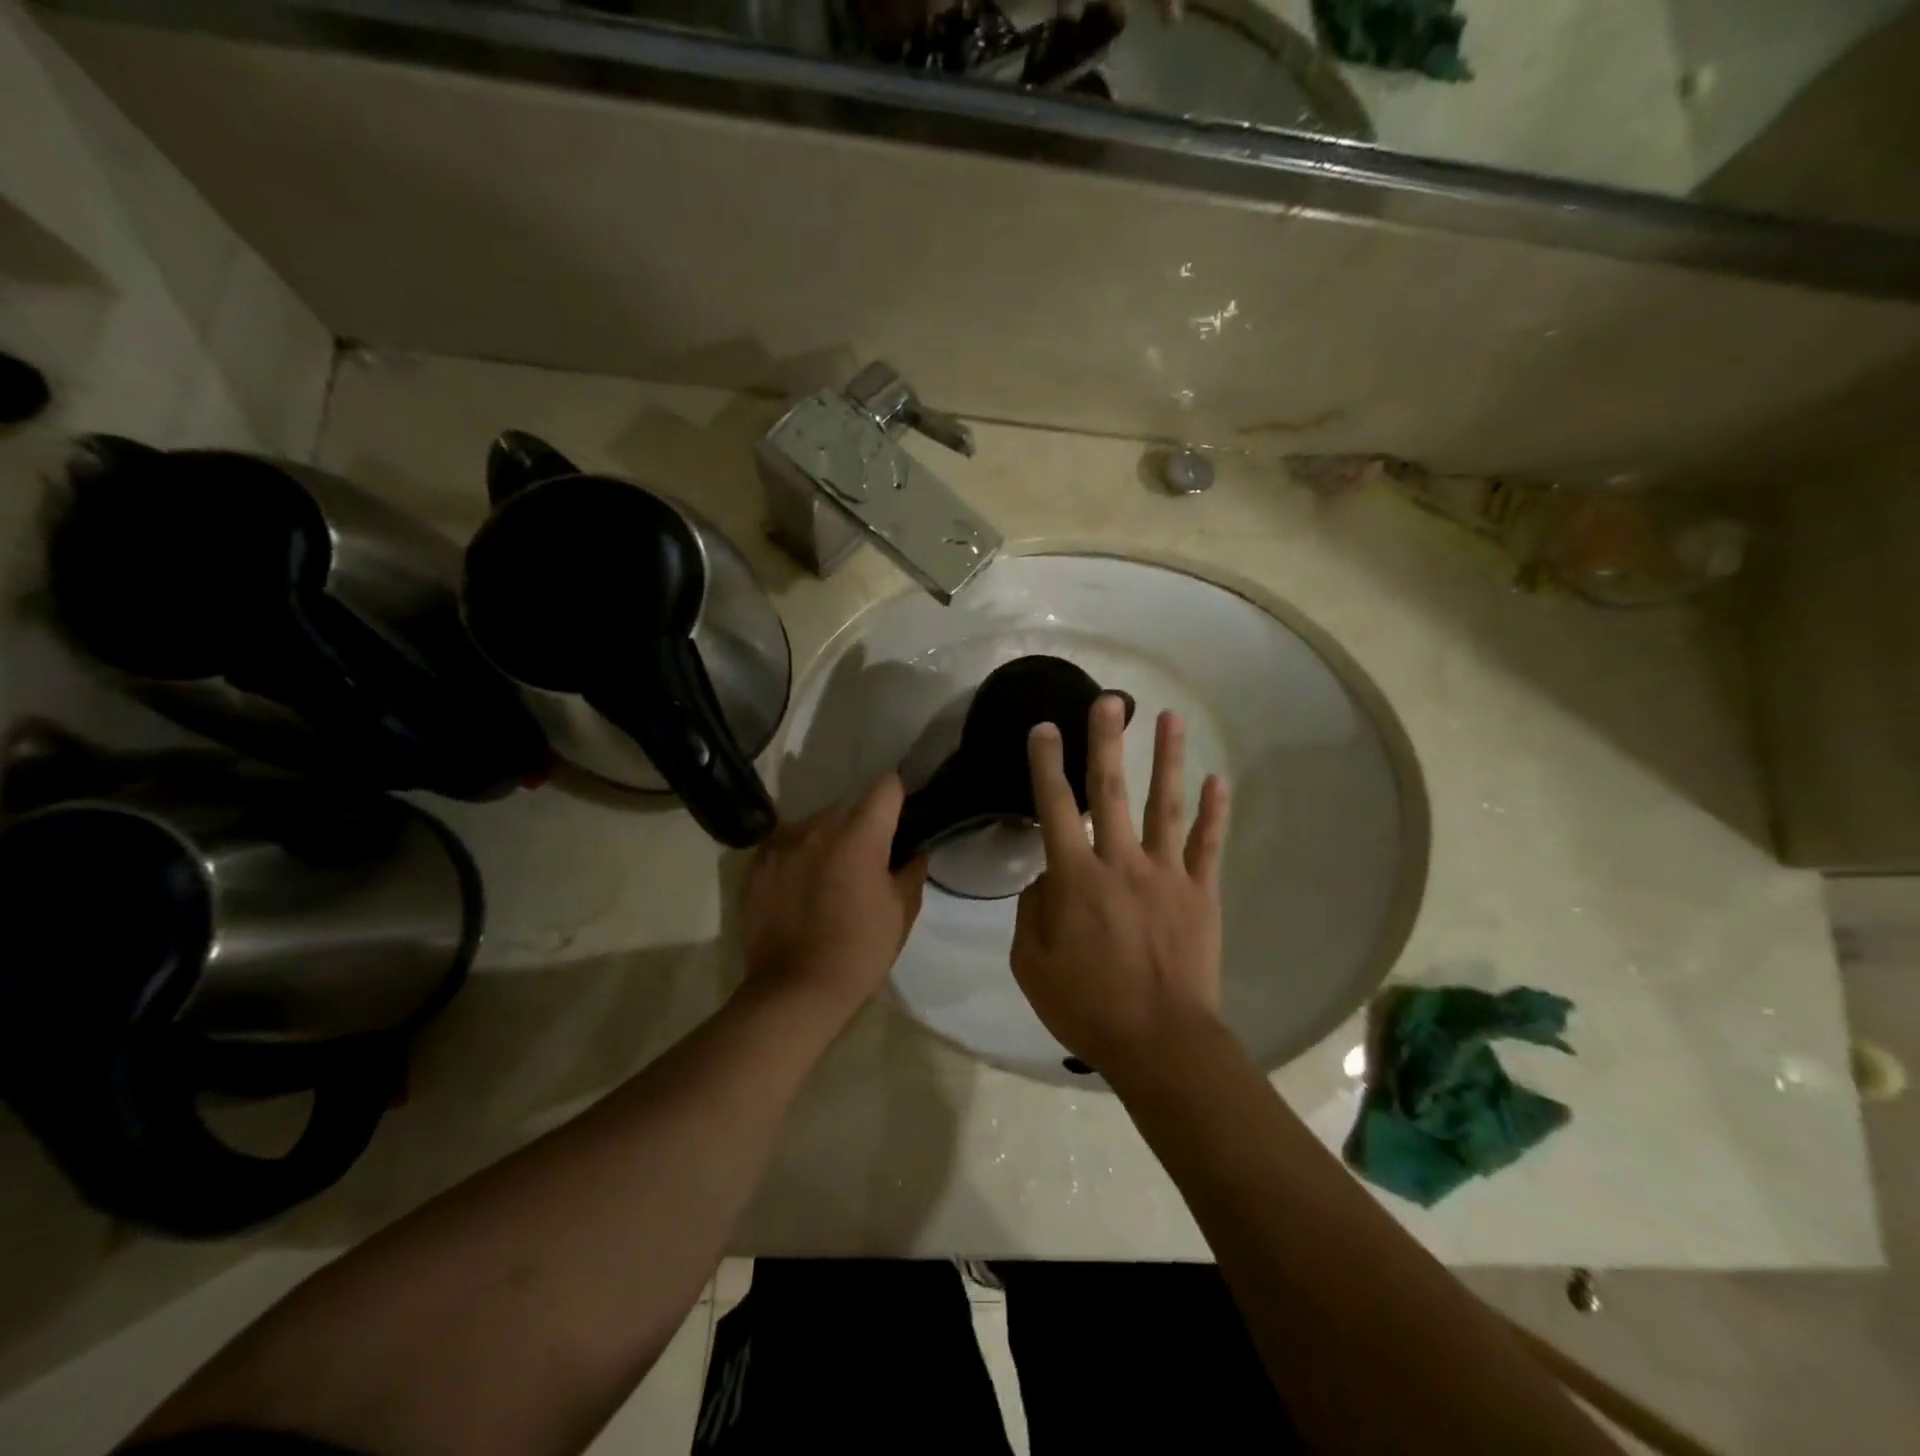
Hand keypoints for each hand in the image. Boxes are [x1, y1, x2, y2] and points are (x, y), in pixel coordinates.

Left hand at [741, 774, 928, 1022]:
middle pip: (848, 804)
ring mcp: (782, 844)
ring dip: (828, 838)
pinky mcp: (756, 865)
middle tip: (869, 858)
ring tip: (831, 874)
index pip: (885, 786)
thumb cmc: (859, 952)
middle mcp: (817, 828)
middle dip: (862, 823)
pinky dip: (798, 855)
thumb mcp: (901, 913)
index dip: (898, 797)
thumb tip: (915, 850)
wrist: (794, 991)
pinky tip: (801, 886)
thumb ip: (912, 870)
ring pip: (814, 822)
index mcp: (859, 836)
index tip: (901, 820)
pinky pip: (785, 843)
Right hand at [1010, 697, 1228, 1071]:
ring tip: (1171, 718)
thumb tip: (1045, 877)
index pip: (1055, 808)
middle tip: (1110, 700)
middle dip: (1107, 741)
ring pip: (1165, 806)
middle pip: (1111, 791)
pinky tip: (1218, 781)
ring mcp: (1167, 875)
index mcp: (1076, 879)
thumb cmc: (1087, 1006)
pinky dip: (1215, 814)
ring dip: (1168, 760)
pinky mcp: (1201, 894)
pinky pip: (1209, 847)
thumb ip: (1032, 912)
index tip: (1044, 728)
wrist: (1160, 1043)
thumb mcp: (1031, 964)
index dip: (1047, 765)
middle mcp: (1121, 863)